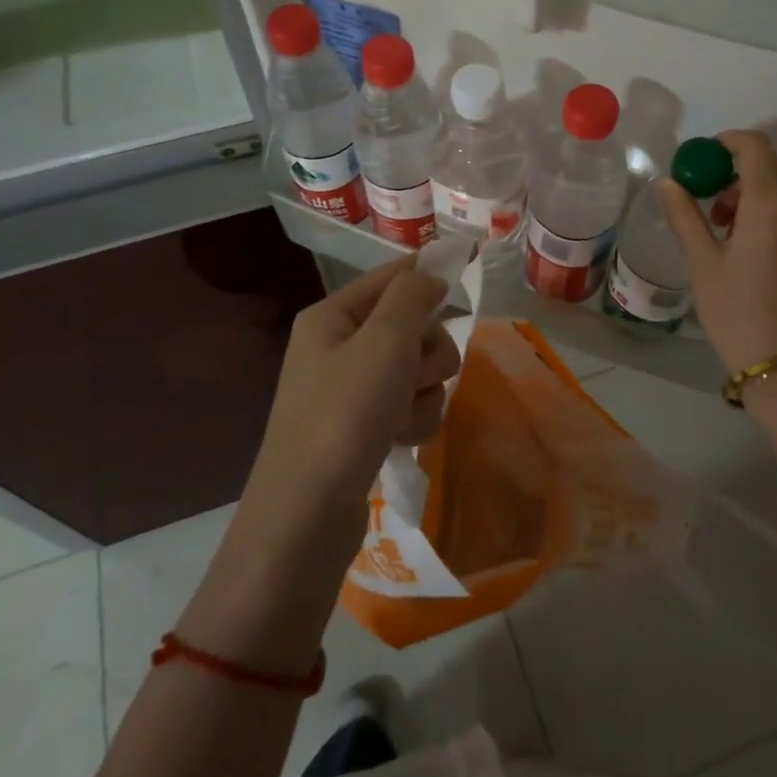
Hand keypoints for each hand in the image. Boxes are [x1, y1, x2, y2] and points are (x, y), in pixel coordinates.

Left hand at [241, 258, 460, 552]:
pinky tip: (401, 440)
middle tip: (418, 374)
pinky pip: (407, 406)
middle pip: (410, 326)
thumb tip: (431, 274)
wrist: (307, 514)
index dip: (428, 272)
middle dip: (427, 351)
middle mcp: (337, 346)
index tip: (469, 262)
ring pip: (416, 370)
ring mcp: (348, 390)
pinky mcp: (360, 428)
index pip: (390, 276)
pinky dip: (413, 420)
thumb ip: (412, 297)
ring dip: (424, 391)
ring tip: (404, 417)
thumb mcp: (384, 342)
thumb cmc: (345, 414)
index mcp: (332, 316)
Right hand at [657, 129, 776, 376]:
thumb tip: (668, 183)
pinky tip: (754, 249)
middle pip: (773, 165)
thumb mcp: (702, 263)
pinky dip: (775, 213)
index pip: (755, 146)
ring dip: (756, 193)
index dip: (727, 142)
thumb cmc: (737, 312)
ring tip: (728, 229)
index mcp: (771, 203)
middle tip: (710, 199)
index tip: (703, 158)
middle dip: (738, 170)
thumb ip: (685, 215)